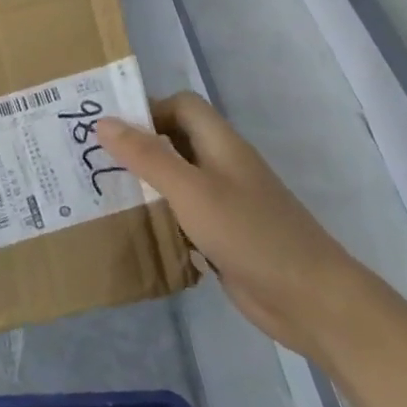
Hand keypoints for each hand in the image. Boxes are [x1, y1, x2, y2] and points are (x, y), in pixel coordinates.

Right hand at [99, 93, 364, 359]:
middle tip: (94, 159)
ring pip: (177, 179)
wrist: (312, 301)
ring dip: (145, 182)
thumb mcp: (191, 190)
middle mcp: (222, 166)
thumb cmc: (250, 234)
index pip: (181, 105)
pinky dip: (160, 215)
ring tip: (103, 191)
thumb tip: (103, 122)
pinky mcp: (223, 236)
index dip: (148, 108)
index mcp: (220, 144)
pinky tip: (135, 228)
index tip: (110, 129)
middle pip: (175, 140)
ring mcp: (225, 203)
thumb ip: (147, 156)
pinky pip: (184, 214)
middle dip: (138, 145)